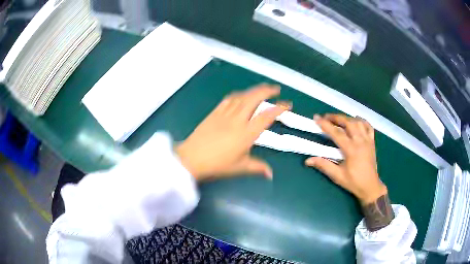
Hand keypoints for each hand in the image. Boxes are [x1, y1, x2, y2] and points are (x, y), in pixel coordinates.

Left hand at [176, 84, 289, 181]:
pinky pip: (228, 99)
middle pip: (254, 98)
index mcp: (246, 134)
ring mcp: (225, 114)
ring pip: (242, 96)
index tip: (287, 105)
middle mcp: (237, 120)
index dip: (279, 108)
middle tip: (276, 89)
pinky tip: (241, 95)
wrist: (191, 158)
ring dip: (253, 90)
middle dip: (267, 91)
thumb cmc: (217, 165)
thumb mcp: (239, 168)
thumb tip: (270, 174)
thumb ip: (257, 168)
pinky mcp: (214, 113)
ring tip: (262, 89)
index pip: (266, 116)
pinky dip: (238, 95)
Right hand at [305, 114, 385, 204]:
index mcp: (351, 149)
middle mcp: (360, 141)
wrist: (370, 186)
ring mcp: (368, 140)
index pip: (337, 133)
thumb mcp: (337, 176)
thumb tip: (308, 160)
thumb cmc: (354, 182)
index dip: (326, 124)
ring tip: (339, 119)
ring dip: (347, 118)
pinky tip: (356, 121)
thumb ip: (324, 165)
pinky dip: (361, 121)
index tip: (316, 118)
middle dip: (336, 117)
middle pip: (348, 122)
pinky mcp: (372, 142)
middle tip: (326, 117)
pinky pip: (368, 126)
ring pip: (358, 122)